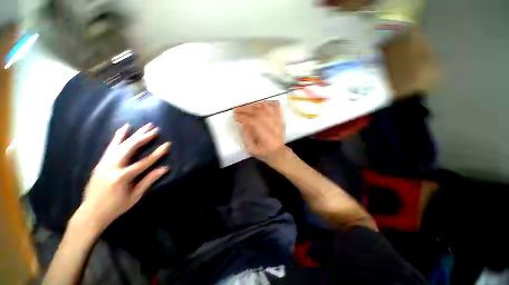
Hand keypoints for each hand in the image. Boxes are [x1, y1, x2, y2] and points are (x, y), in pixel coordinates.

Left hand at [74, 123, 169, 232]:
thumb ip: (148, 180)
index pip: (143, 162)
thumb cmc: (115, 207)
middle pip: (130, 148)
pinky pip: (111, 146)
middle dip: (144, 137)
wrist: (90, 213)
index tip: (167, 145)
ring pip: (120, 144)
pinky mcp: (100, 162)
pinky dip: (118, 136)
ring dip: (133, 134)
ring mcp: (104, 163)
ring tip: (144, 126)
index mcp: (121, 178)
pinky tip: (124, 128)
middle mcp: (111, 167)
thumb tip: (164, 168)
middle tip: (155, 129)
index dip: (156, 154)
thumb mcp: (134, 196)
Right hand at [234, 101, 285, 162]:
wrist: (279, 153)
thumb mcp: (252, 150)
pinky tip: (261, 103)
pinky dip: (268, 102)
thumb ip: (246, 137)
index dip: (242, 117)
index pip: (253, 122)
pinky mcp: (280, 119)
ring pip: (266, 108)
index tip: (235, 117)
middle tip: (236, 109)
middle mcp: (273, 127)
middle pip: (258, 113)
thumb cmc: (265, 153)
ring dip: (254, 105)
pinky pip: (276, 106)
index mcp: (266, 137)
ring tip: (246, 107)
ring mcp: (278, 122)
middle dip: (245, 110)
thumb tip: (244, 123)